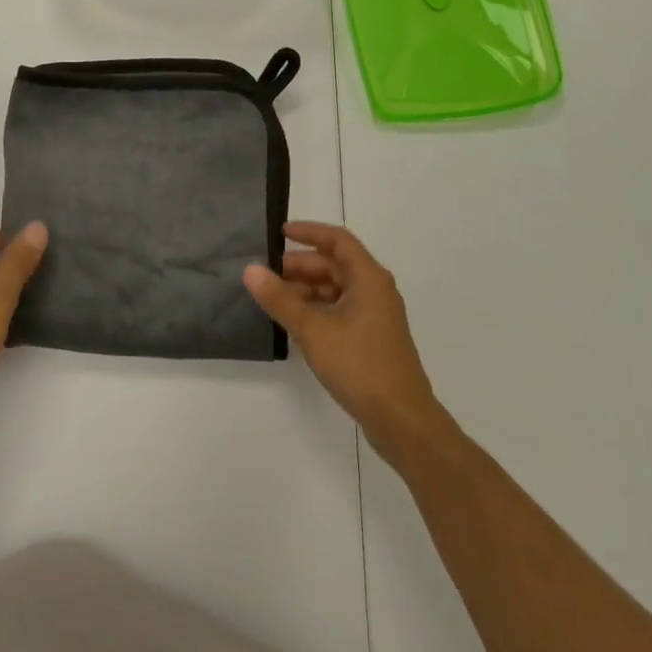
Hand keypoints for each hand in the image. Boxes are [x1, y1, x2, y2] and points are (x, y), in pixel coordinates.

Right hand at [244, 222, 445, 458]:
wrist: (401, 420)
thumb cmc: (359, 365)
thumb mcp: (313, 330)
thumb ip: (280, 299)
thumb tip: (250, 269)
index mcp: (368, 278)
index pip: (337, 240)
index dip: (308, 232)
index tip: (279, 233)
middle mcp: (375, 290)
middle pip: (335, 264)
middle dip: (300, 266)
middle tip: (266, 274)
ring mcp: (375, 315)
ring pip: (336, 289)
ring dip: (306, 289)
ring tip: (274, 300)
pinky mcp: (372, 338)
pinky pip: (340, 310)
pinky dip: (317, 309)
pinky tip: (295, 324)